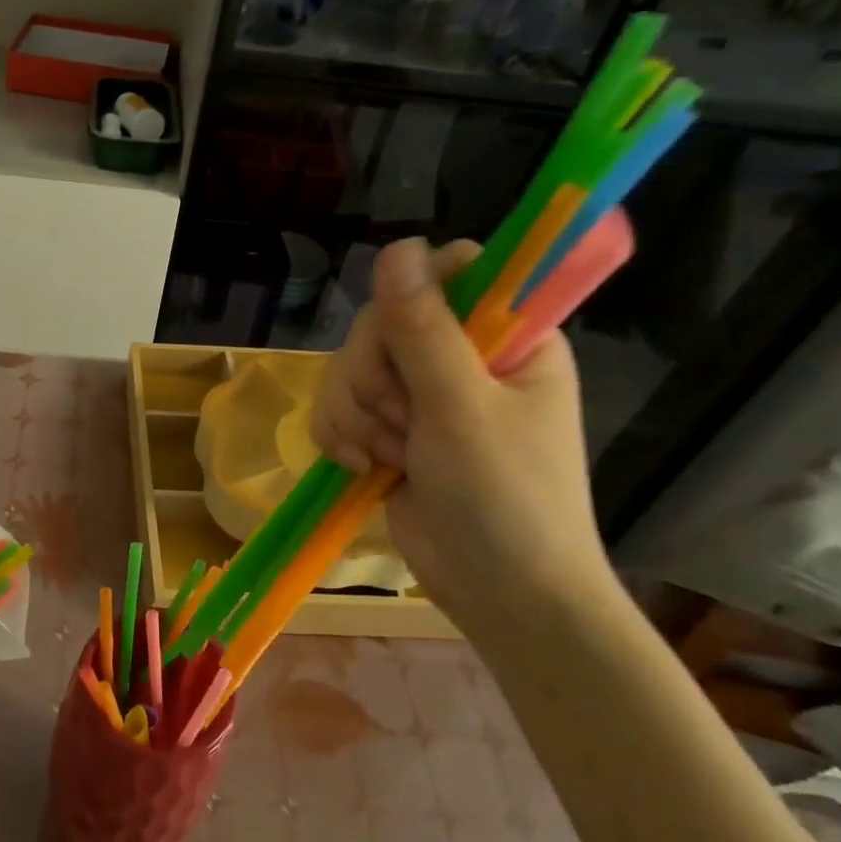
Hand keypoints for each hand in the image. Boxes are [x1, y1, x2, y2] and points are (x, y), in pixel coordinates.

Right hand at [311, 238, 619, 628]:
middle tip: (404, 424)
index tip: (406, 345)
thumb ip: (424, 329)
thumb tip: (395, 247)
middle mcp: (460, 356)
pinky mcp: (385, 430)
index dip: (413, 301)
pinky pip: (335, 406)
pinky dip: (338, 436)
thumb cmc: (505, 499)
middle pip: (381, 322)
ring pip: (349, 367)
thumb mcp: (462, 409)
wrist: (499, 594)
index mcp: (505, 337)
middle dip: (374, 379)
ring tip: (386, 457)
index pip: (447, 273)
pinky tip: (361, 467)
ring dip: (355, 415)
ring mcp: (419, 396)